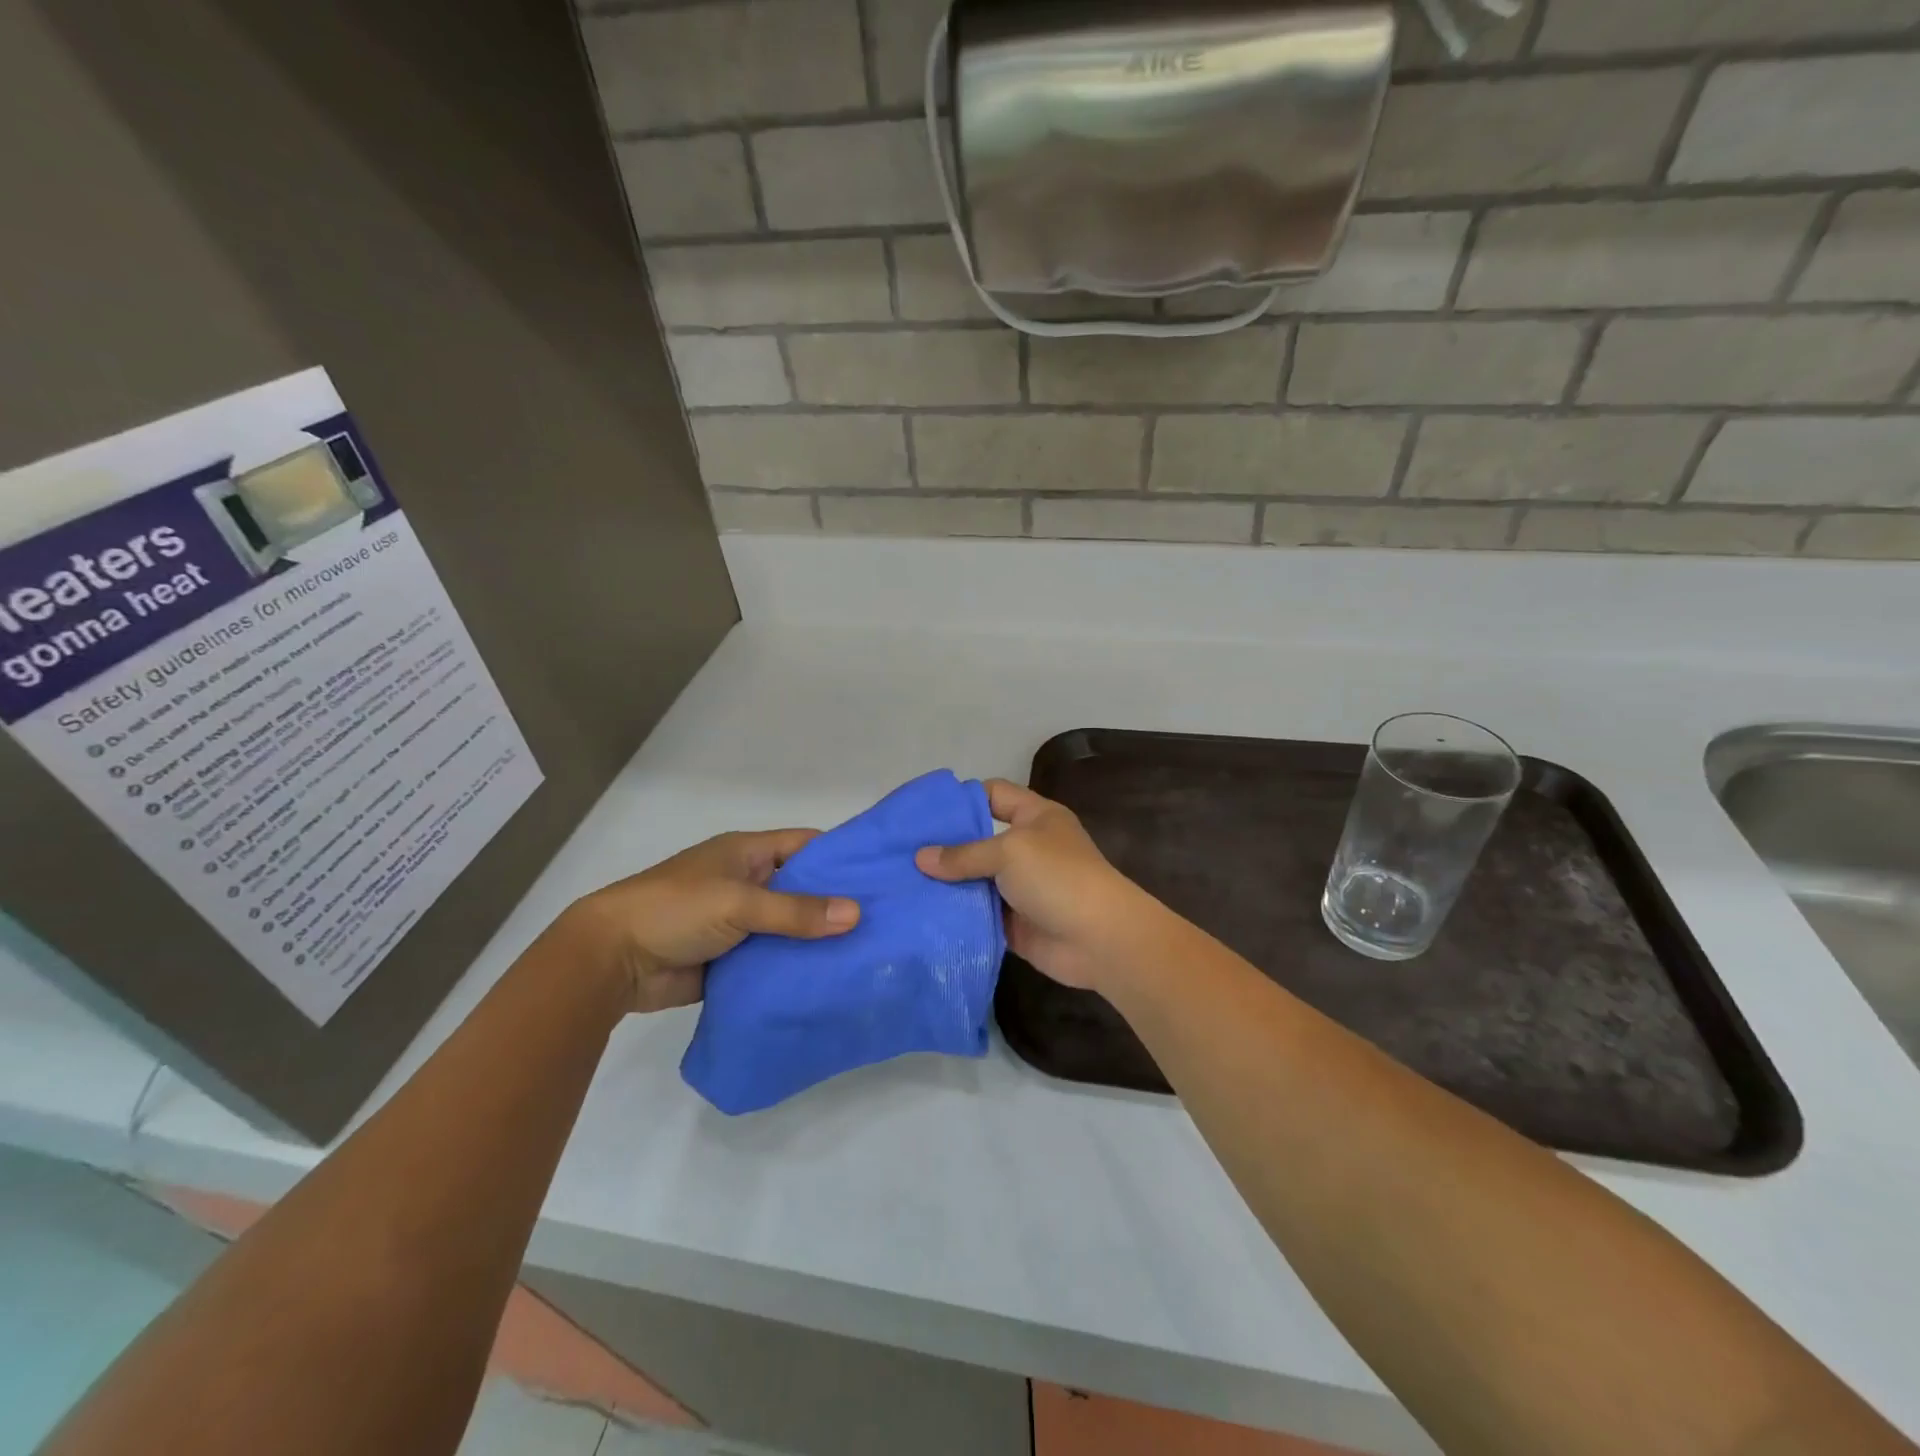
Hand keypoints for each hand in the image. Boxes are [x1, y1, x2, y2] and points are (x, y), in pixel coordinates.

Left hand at [564, 829, 859, 1013]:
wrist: (612, 960)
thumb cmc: (675, 909)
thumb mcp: (738, 902)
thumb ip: (795, 911)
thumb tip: (855, 914)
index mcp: (748, 853)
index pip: (806, 846)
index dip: (841, 856)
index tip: (882, 873)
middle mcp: (748, 883)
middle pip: (802, 889)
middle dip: (837, 903)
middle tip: (887, 921)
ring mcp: (740, 923)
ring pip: (790, 928)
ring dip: (818, 940)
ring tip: (870, 953)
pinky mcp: (732, 960)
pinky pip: (773, 961)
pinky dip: (795, 969)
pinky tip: (831, 981)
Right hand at [915, 780, 1149, 990]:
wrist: (1100, 939)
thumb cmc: (1058, 877)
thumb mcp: (1009, 852)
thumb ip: (964, 855)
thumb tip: (920, 858)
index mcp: (1035, 817)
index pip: (993, 794)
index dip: (962, 799)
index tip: (923, 813)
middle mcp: (1027, 848)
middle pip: (979, 839)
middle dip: (944, 846)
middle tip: (901, 851)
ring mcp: (1021, 887)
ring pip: (976, 880)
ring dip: (946, 884)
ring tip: (901, 883)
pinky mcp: (1014, 922)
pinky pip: (979, 914)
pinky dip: (957, 914)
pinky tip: (922, 914)